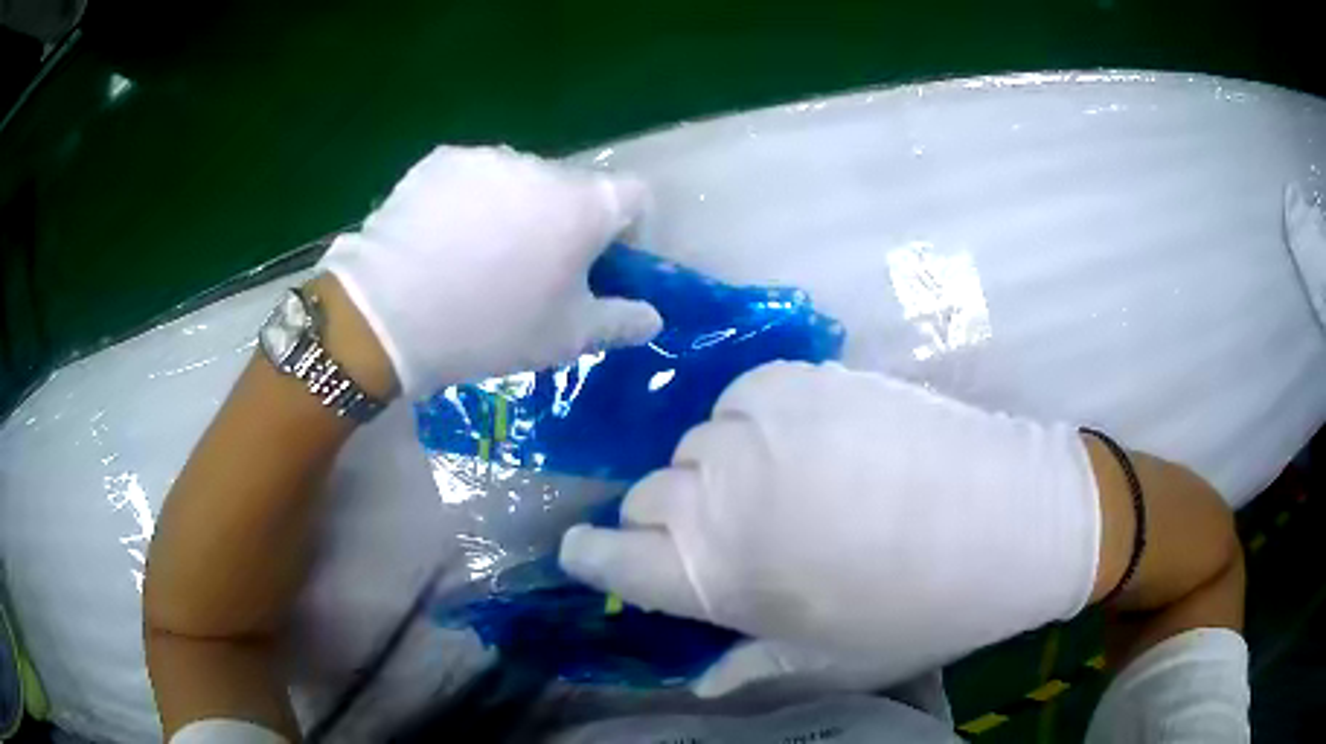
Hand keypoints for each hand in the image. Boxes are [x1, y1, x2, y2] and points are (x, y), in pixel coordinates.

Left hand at [319, 145, 662, 395]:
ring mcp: (487, 157)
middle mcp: (542, 166)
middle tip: (534, 273)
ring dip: (517, 210)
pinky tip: (443, 240)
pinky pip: (472, 178)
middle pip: (573, 190)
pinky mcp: (440, 160)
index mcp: (585, 205)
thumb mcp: (566, 338)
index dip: (629, 231)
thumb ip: (620, 322)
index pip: (636, 197)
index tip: (603, 266)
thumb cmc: (490, 327)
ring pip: (520, 182)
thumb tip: (653, 318)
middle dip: (566, 224)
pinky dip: (471, 201)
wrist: (389, 313)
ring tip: (479, 258)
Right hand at [559, 362, 1101, 687]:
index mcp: (721, 576)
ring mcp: (761, 429)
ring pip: (694, 446)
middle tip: (713, 532)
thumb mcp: (830, 661)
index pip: (612, 557)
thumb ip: (749, 665)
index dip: (593, 554)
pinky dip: (752, 425)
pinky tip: (795, 444)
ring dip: (715, 472)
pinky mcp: (801, 381)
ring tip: (768, 487)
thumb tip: (701, 674)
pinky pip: (740, 401)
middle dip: (663, 520)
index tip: (587, 550)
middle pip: (646, 496)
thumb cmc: (921, 610)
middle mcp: (722, 497)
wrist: (1009, 520)